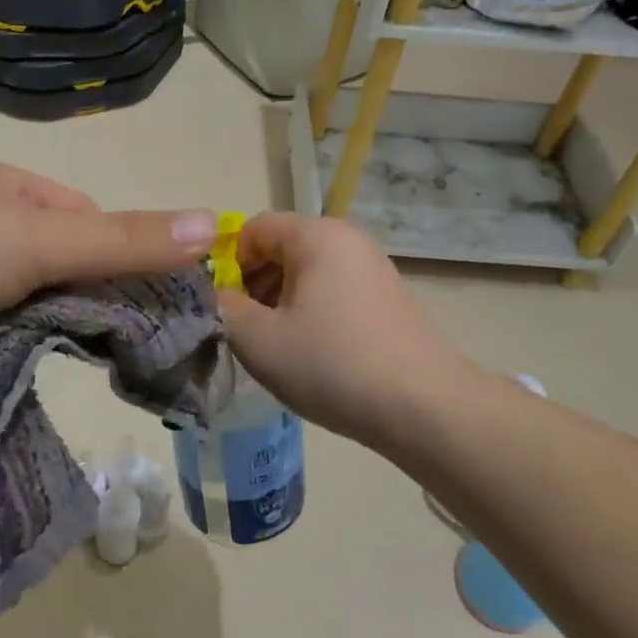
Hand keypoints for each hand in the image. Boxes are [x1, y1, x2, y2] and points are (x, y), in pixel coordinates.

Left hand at [0, 161, 217, 410]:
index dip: (125, 251)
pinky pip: (3, 337)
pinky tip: (45, 373)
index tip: (159, 296)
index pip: (88, 217)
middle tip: (137, 340)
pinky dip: (24, 353)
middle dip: (93, 297)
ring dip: (58, 329)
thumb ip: (126, 240)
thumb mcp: (42, 240)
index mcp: (5, 187)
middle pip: (65, 262)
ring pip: (36, 304)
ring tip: (98, 362)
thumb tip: (213, 225)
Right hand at [219, 213, 471, 454]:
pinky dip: (312, 315)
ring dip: (281, 305)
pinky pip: (333, 293)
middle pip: (280, 249)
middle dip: (255, 287)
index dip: (227, 266)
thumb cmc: (331, 364)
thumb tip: (214, 294)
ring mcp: (373, 268)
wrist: (423, 408)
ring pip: (306, 274)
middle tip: (249, 334)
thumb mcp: (258, 340)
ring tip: (280, 350)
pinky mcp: (387, 298)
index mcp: (316, 235)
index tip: (226, 310)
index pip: (251, 229)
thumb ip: (222, 308)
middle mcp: (348, 240)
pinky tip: (315, 356)